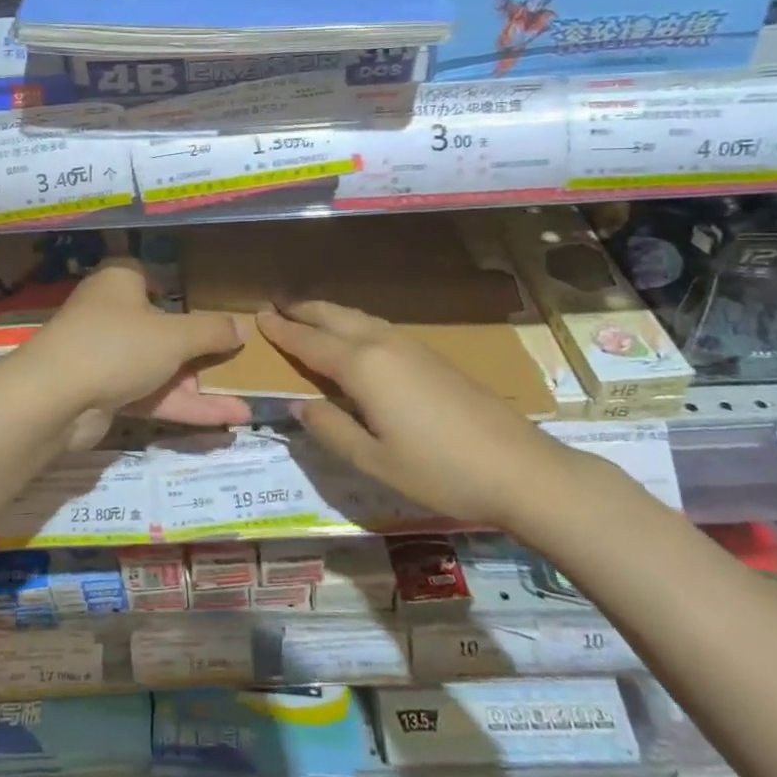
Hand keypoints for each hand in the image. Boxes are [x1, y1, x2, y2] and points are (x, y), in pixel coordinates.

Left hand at [27, 259, 251, 443]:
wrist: (54, 399)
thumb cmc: (117, 345)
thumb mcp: (175, 335)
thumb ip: (211, 331)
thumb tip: (242, 327)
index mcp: (121, 283)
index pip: (148, 277)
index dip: (175, 289)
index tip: (206, 307)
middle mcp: (111, 314)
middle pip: (162, 328)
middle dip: (201, 351)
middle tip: (237, 364)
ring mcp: (107, 357)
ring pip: (161, 368)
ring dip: (200, 388)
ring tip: (245, 408)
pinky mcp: (106, 393)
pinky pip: (152, 396)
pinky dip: (183, 407)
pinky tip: (224, 422)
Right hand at [256, 299, 583, 529]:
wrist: (518, 468)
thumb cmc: (439, 470)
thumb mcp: (374, 462)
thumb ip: (330, 430)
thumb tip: (299, 406)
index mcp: (363, 367)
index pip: (310, 342)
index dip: (282, 332)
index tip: (258, 318)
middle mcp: (384, 345)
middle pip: (335, 317)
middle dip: (304, 310)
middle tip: (277, 306)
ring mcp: (412, 346)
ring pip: (360, 317)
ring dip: (330, 313)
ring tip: (309, 315)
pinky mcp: (433, 356)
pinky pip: (379, 327)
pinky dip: (354, 323)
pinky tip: (356, 337)